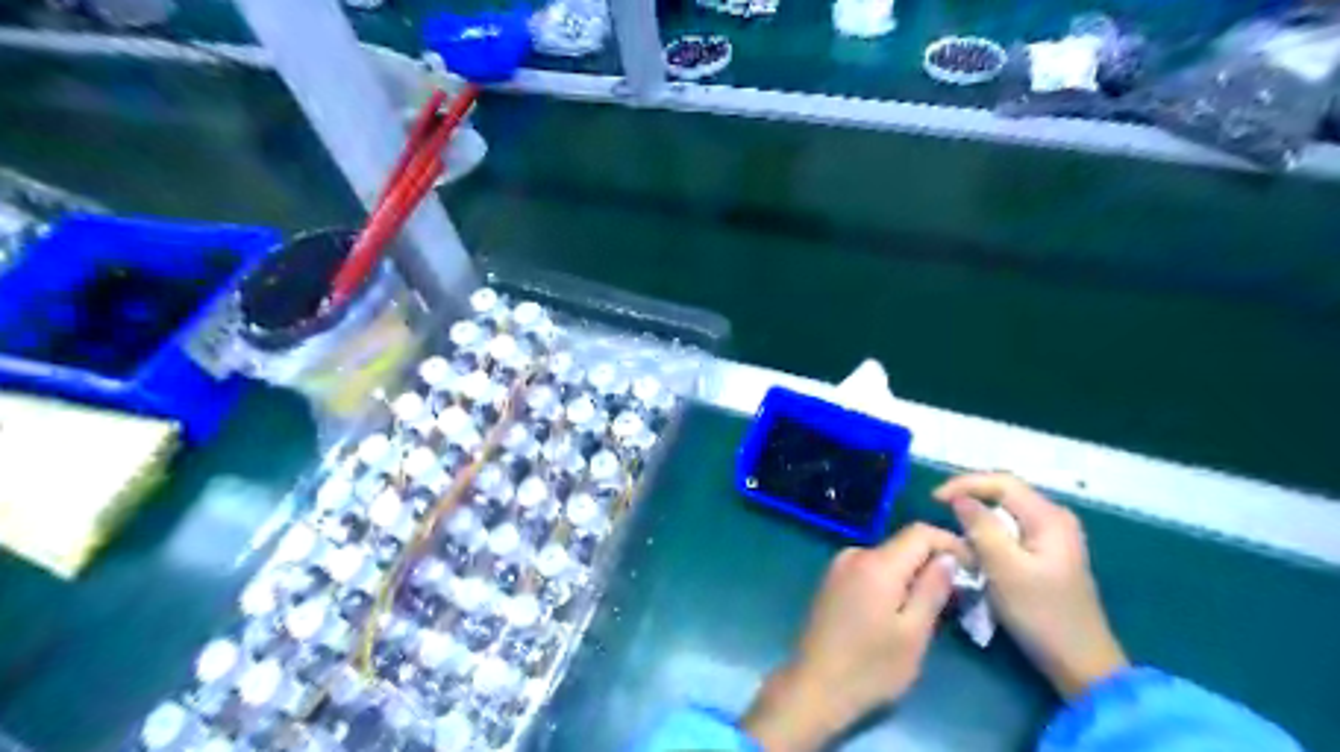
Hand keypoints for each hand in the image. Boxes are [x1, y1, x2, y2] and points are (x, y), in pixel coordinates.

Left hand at [739, 523, 968, 751]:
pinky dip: (890, 581)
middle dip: (933, 563)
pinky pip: (869, 570)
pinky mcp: (831, 581)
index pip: (920, 532)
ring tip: (930, 608)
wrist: (813, 687)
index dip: (951, 543)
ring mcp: (838, 567)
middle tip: (958, 596)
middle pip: (903, 545)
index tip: (974, 568)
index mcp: (876, 563)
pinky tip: (898, 610)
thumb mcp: (913, 634)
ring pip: (887, 558)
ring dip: (911, 575)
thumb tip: (949, 558)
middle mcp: (855, 554)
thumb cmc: (869, 667)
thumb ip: (932, 589)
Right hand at [934, 475, 1121, 698]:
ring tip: (952, 526)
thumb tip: (960, 499)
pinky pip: (1011, 528)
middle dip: (970, 496)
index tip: (934, 498)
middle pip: (1004, 492)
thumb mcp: (1005, 570)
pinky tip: (974, 546)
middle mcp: (1054, 519)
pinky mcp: (1046, 553)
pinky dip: (989, 531)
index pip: (1002, 482)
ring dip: (978, 516)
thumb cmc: (1041, 615)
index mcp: (1050, 518)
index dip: (965, 483)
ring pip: (1006, 511)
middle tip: (939, 509)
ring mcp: (1053, 536)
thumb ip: (982, 528)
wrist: (1081, 664)